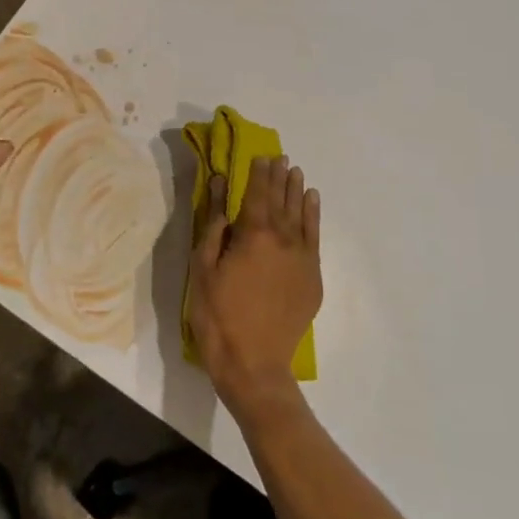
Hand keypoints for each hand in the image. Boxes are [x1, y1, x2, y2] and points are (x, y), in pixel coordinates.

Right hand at [188, 155, 322, 416]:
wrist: (253, 363)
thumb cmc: (218, 314)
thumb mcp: (203, 266)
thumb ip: (213, 223)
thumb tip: (218, 185)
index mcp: (254, 234)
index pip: (257, 193)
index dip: (258, 173)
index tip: (260, 155)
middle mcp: (284, 240)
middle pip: (282, 200)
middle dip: (279, 177)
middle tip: (280, 157)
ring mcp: (302, 259)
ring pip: (301, 215)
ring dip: (298, 191)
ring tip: (296, 172)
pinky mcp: (312, 279)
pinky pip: (315, 238)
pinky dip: (314, 217)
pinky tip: (312, 203)